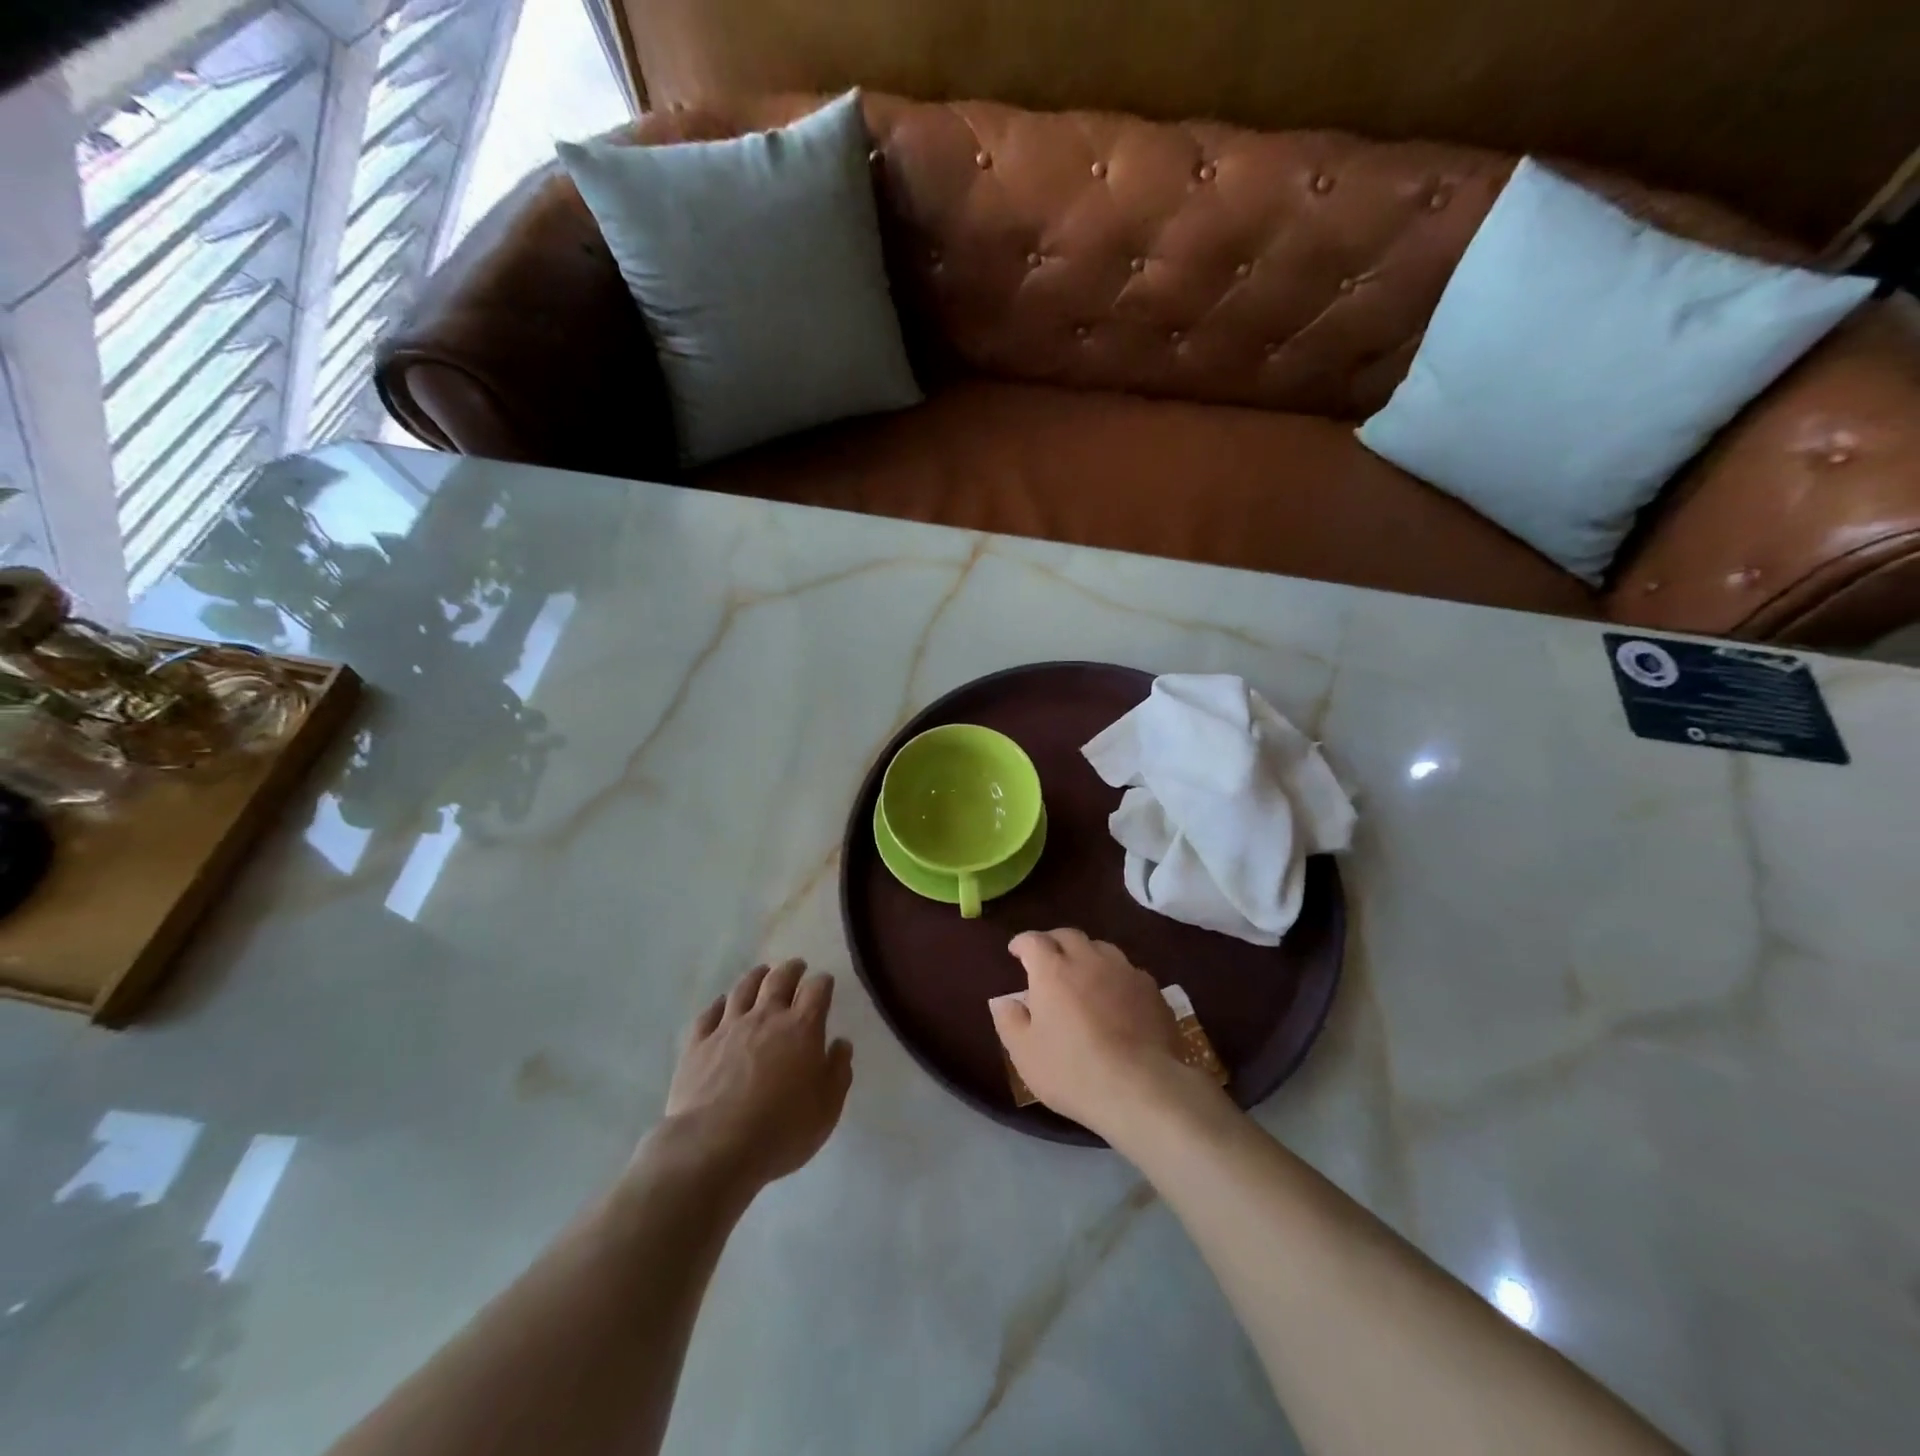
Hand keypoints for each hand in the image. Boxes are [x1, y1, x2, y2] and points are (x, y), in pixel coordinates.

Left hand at [655, 959, 852, 1198]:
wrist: (714, 1147)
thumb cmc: (781, 1130)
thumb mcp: (826, 1108)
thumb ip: (838, 1071)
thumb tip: (840, 1043)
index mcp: (801, 1028)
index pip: (817, 990)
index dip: (823, 983)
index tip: (825, 983)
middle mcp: (766, 1017)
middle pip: (779, 980)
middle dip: (791, 969)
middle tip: (796, 966)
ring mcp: (728, 1027)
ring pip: (743, 989)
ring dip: (756, 976)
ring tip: (762, 972)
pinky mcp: (698, 1044)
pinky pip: (709, 1014)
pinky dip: (719, 1004)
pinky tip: (722, 1004)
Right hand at [991, 928, 1216, 1141]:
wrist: (1140, 1088)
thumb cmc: (1072, 1071)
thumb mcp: (1025, 1053)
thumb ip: (1010, 1021)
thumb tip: (1002, 1001)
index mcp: (1052, 971)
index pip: (1033, 940)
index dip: (1022, 942)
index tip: (1016, 952)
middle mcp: (1088, 960)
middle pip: (1069, 935)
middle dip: (1053, 942)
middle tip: (1047, 959)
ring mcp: (1124, 971)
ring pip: (1101, 948)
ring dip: (1086, 954)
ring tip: (1083, 973)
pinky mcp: (1151, 990)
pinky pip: (1128, 970)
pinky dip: (1115, 976)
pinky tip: (1116, 996)